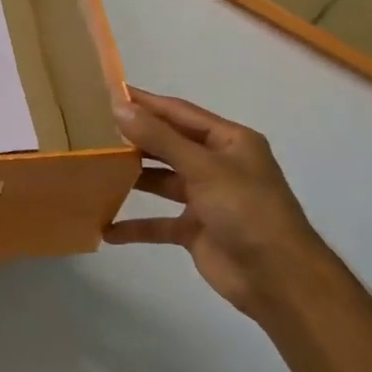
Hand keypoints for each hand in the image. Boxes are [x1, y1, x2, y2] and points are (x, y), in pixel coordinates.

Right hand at [104, 88, 337, 314]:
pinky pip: (160, 223)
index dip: (146, 103)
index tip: (109, 93)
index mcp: (230, 141)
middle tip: (93, 130)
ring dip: (133, 178)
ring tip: (94, 170)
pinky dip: (136, 226)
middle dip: (135, 139)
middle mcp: (218, 165)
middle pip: (169, 145)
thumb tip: (120, 107)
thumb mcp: (203, 168)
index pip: (180, 113)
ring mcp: (207, 199)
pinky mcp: (196, 230)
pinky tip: (107, 228)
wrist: (278, 278)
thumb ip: (160, 138)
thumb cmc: (246, 210)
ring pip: (162, 181)